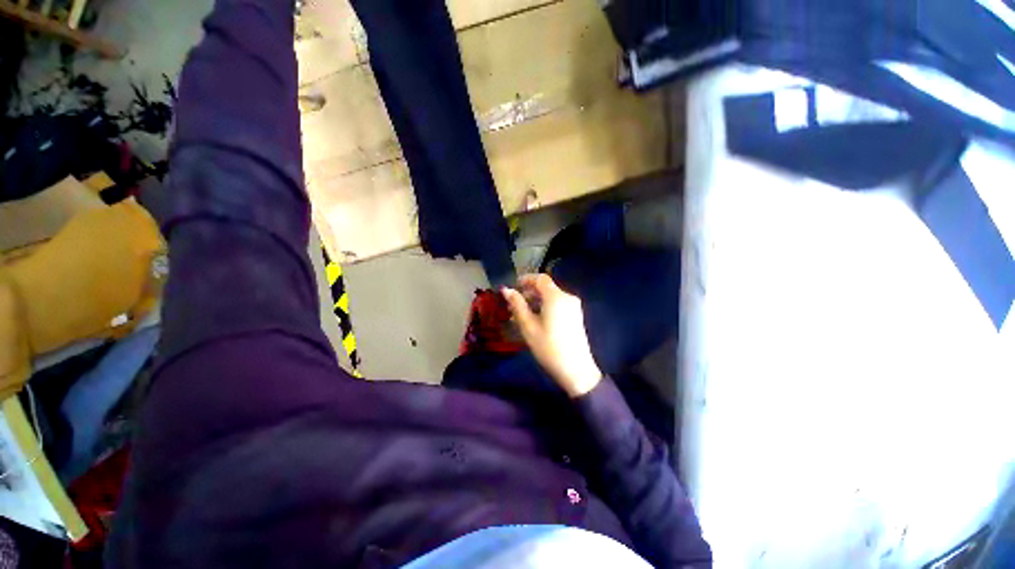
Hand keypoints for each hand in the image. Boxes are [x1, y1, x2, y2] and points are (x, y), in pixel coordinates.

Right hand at [502, 274, 602, 397]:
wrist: (576, 370)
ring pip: (552, 296)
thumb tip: (506, 290)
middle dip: (530, 292)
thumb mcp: (528, 326)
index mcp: (556, 297)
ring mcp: (574, 307)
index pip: (540, 278)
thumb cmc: (548, 347)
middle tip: (515, 304)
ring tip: (523, 314)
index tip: (514, 287)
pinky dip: (546, 306)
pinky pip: (558, 304)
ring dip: (537, 300)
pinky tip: (537, 320)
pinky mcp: (576, 316)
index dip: (526, 279)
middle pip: (546, 287)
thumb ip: (517, 305)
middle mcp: (567, 297)